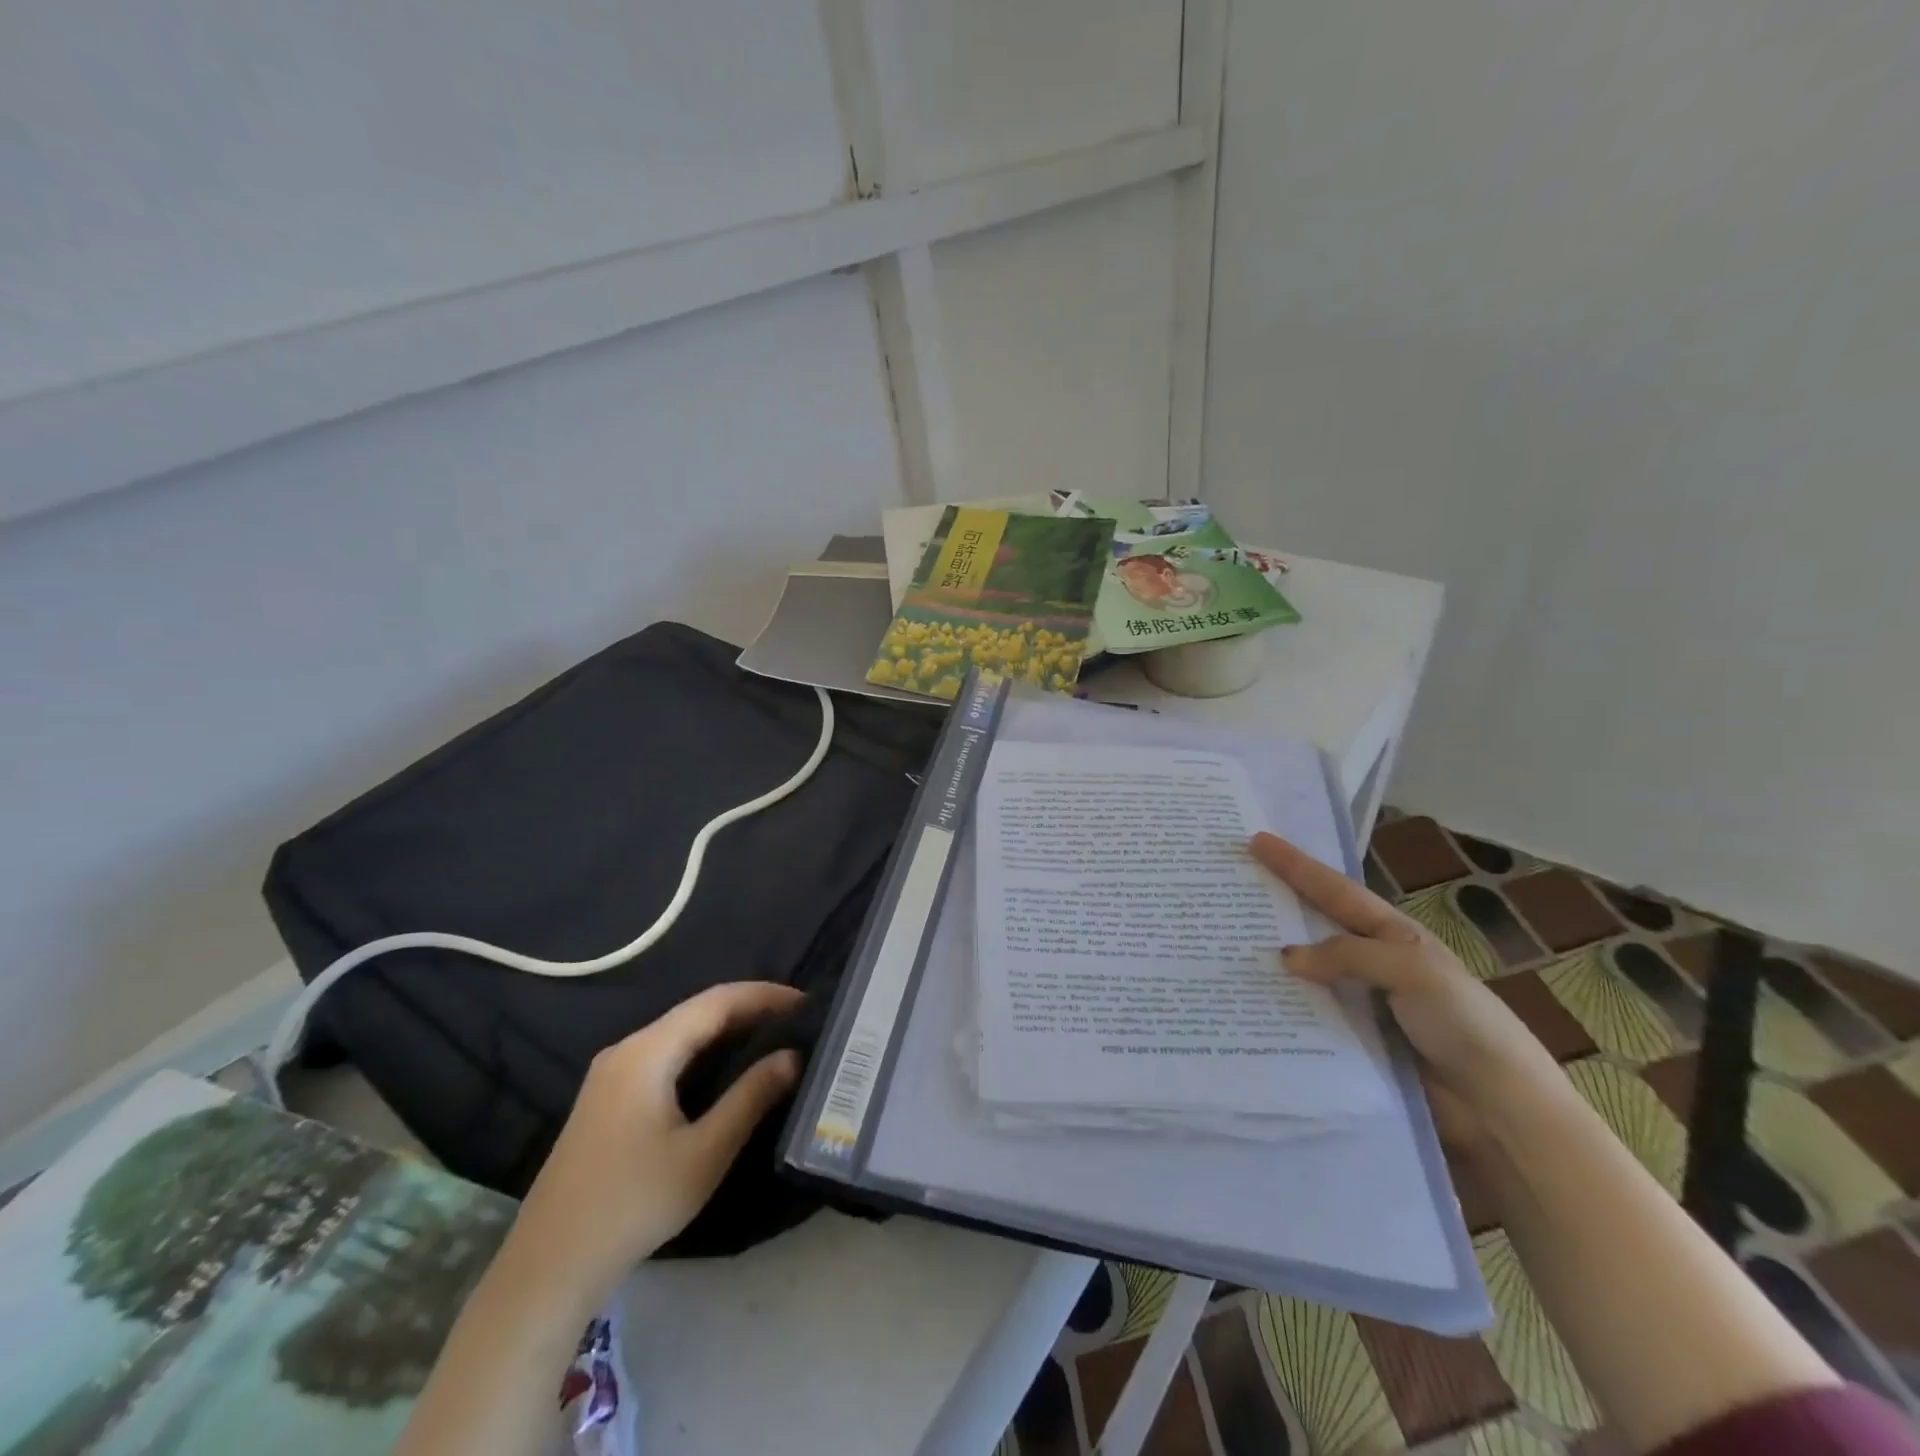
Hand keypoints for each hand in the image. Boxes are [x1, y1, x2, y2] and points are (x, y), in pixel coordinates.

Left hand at [506, 982, 803, 1310]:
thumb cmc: (633, 1205)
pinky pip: (664, 1055)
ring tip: (771, 1037)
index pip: (716, 1001)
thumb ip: (750, 1098)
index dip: (763, 996)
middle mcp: (626, 1050)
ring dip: (725, 1030)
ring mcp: (610, 1074)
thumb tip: (792, 1057)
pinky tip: (724, 1068)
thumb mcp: (704, 1154)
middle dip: (748, 1009)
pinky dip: (702, 1051)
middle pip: (696, 1012)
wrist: (547, 1268)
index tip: (805, 1003)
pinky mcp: (606, 1098)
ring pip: (679, 1033)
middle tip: (796, 1020)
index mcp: (647, 1052)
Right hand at [1249, 832, 1558, 1147]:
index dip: (1296, 865)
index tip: (1256, 841)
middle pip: (1314, 927)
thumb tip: (1285, 957)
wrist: (1502, 1111)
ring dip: (1269, 962)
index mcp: (1393, 936)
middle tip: (1229, 889)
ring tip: (1223, 948)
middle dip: (1276, 905)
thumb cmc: (1466, 1025)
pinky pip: (1308, 1016)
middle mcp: (1373, 964)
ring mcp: (1362, 1004)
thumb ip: (1349, 956)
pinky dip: (1280, 1007)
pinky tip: (1248, 1005)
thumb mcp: (1413, 972)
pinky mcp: (1353, 1043)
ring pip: (1305, 973)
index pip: (1334, 891)